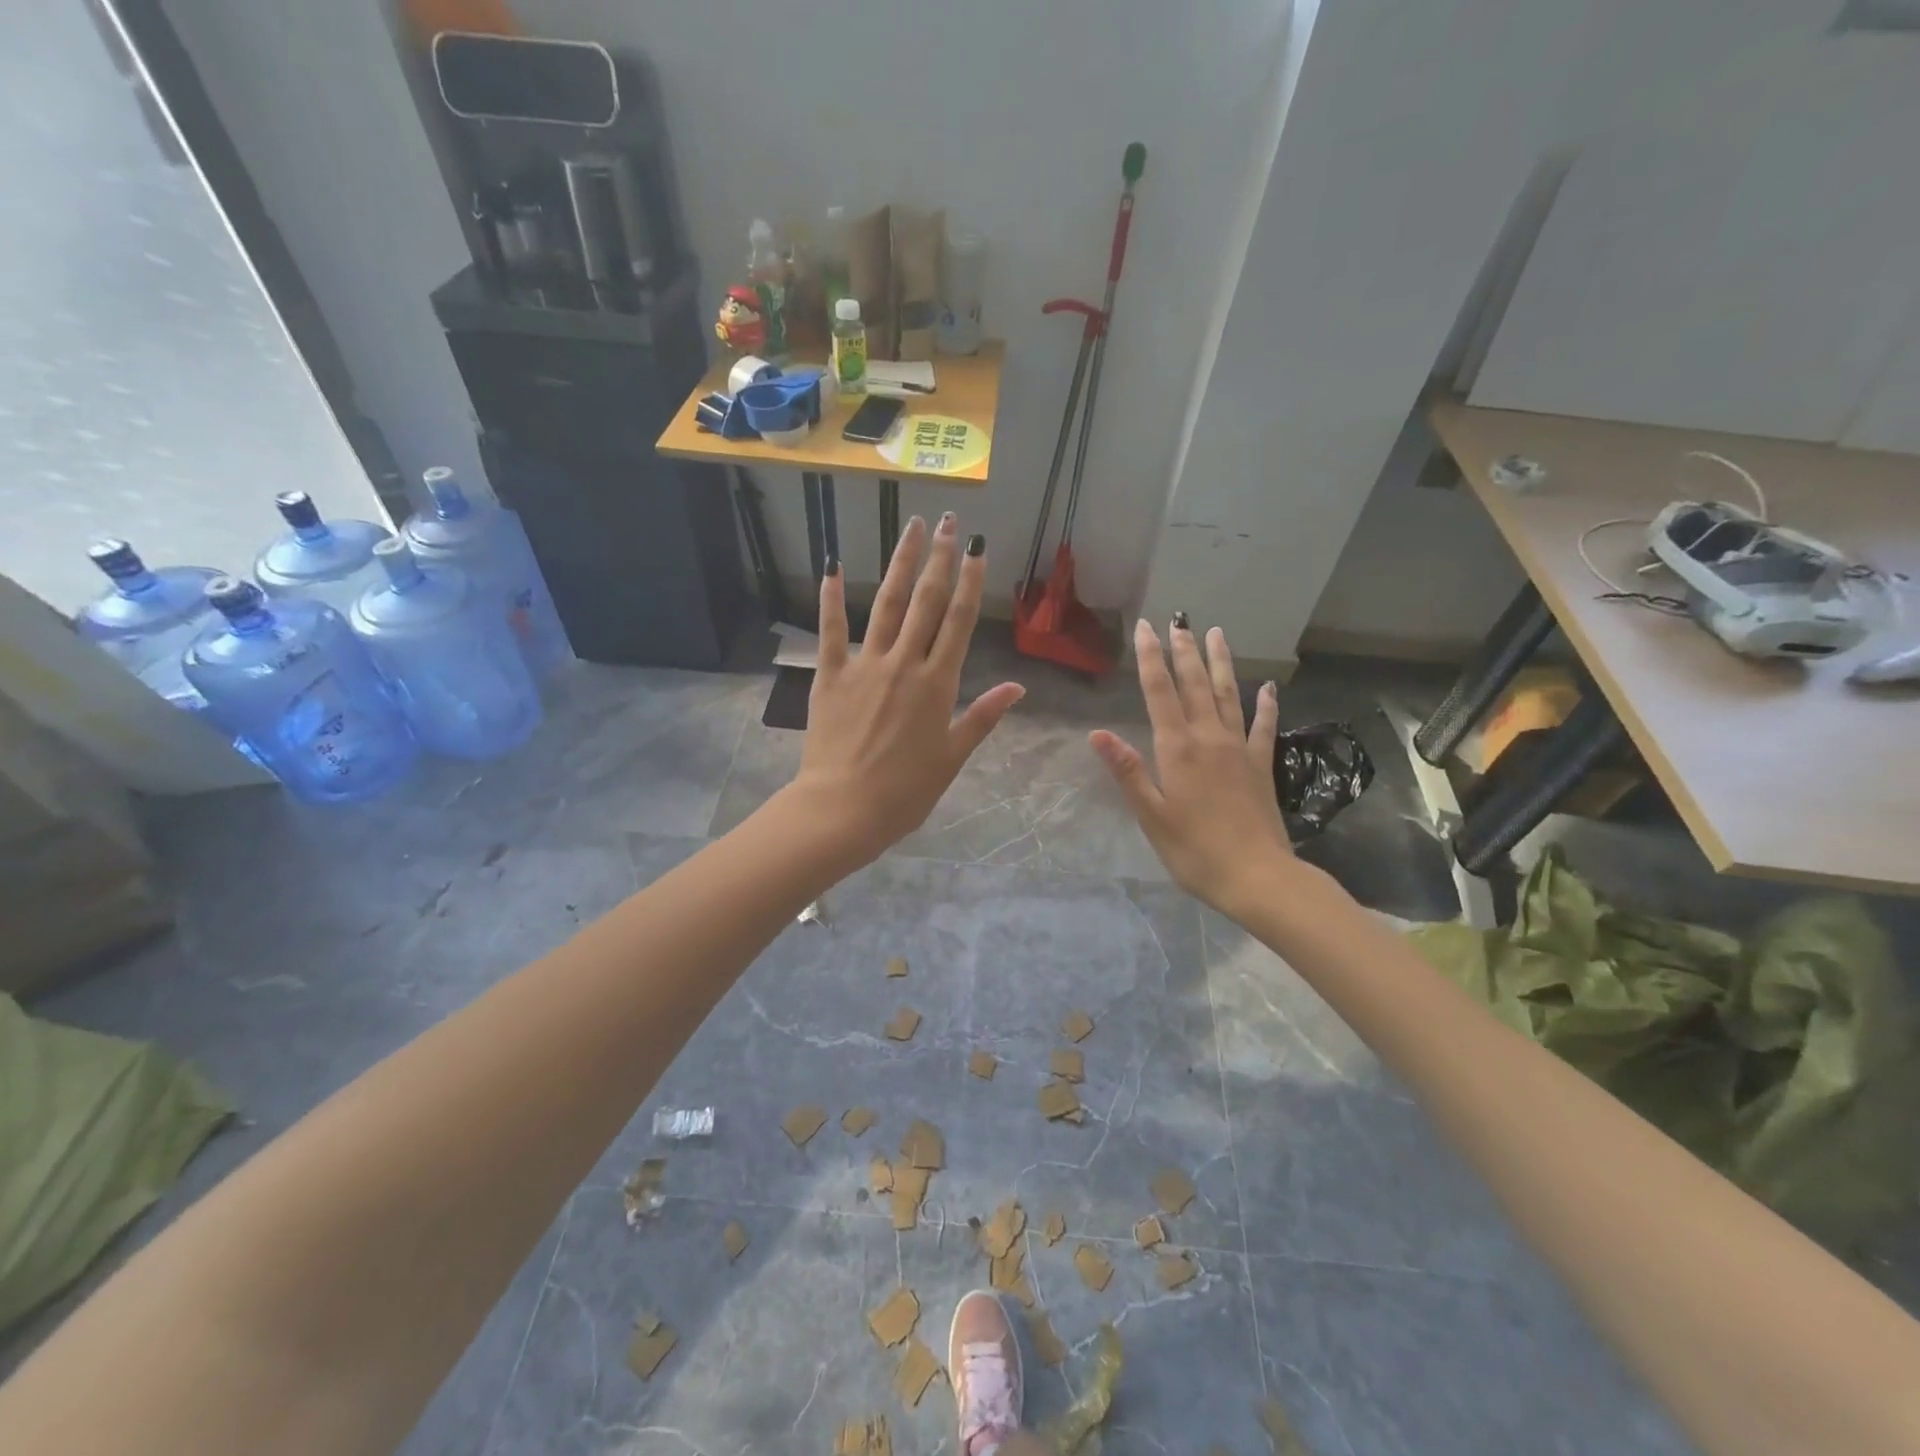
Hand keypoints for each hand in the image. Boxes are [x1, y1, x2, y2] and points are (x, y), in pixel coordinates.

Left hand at [790, 514, 1023, 866]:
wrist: (844, 809)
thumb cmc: (905, 791)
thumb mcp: (952, 757)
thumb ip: (982, 717)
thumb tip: (1018, 688)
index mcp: (938, 684)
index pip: (960, 621)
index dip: (971, 581)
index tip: (978, 548)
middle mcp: (904, 664)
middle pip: (926, 602)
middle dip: (940, 559)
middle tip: (948, 522)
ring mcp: (865, 666)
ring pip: (886, 605)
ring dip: (901, 565)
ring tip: (912, 529)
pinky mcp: (830, 676)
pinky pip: (831, 631)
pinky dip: (830, 597)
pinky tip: (831, 565)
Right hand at [1090, 617, 1290, 914]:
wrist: (1257, 876)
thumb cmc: (1194, 850)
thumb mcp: (1151, 814)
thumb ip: (1127, 771)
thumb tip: (1098, 733)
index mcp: (1178, 749)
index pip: (1159, 693)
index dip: (1150, 659)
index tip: (1145, 628)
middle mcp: (1209, 738)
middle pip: (1195, 685)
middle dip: (1184, 651)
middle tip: (1178, 621)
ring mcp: (1239, 749)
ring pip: (1228, 695)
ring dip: (1220, 663)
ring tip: (1216, 634)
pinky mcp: (1261, 765)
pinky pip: (1264, 727)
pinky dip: (1266, 704)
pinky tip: (1268, 687)